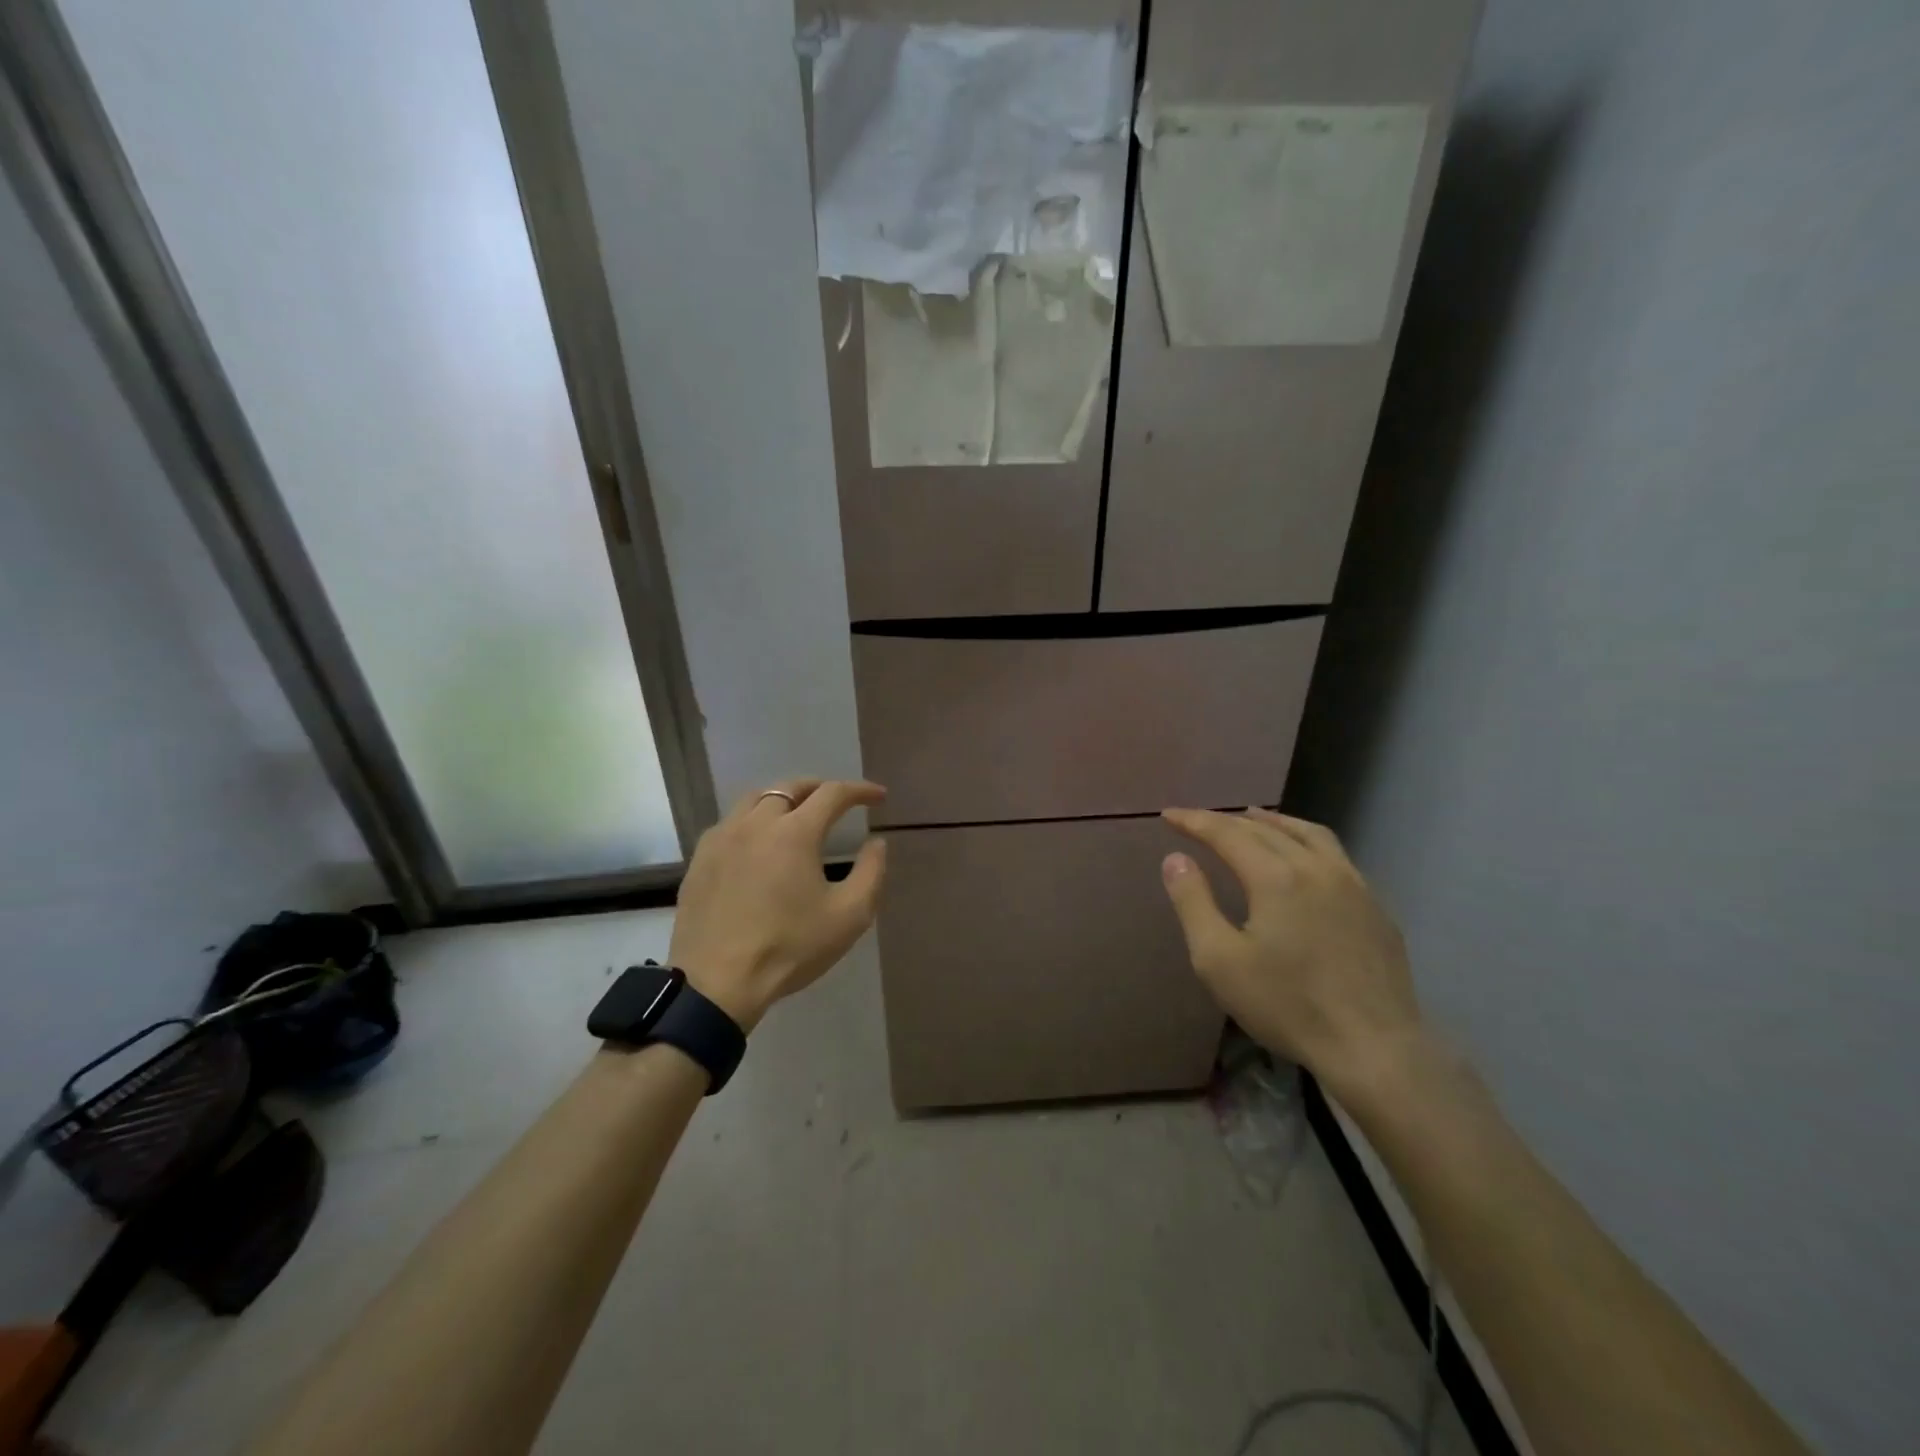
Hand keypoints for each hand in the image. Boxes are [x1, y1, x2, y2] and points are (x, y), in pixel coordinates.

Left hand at [669, 779, 888, 1031]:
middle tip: (838, 801)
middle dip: (820, 788)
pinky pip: (730, 823)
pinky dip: (753, 820)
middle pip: (790, 787)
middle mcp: (756, 823)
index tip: (878, 796)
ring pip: (755, 799)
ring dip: (783, 799)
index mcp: (794, 832)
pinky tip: (759, 842)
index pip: (832, 794)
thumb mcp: (849, 916)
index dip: (860, 790)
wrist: (718, 984)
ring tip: (798, 814)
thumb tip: (877, 843)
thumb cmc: (790, 948)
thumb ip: (871, 873)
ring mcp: (722, 839)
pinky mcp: (700, 859)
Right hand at [1159, 808, 1423, 1099]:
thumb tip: (1176, 858)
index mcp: (1276, 877)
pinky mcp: (1376, 907)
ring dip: (1274, 822)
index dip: (1195, 821)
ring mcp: (1354, 885)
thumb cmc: (1286, 1005)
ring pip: (1309, 834)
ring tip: (1252, 818)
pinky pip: (1336, 855)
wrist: (1374, 1048)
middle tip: (1200, 821)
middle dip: (1227, 820)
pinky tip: (1303, 860)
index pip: (1227, 833)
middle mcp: (1316, 867)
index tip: (1169, 815)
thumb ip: (1193, 903)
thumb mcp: (1219, 960)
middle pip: (1266, 829)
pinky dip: (1306, 842)